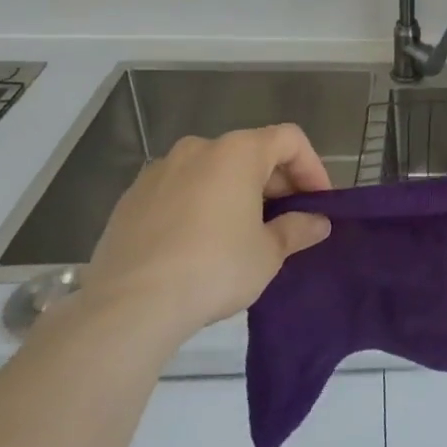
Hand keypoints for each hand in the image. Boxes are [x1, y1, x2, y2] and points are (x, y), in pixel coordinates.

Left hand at [77, 125, 332, 347]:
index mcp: (238, 152)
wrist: (128, 307)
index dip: (312, 167)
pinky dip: (198, 206)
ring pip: (212, 171)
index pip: (289, 139)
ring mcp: (159, 171)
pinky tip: (199, 244)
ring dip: (235, 193)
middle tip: (286, 221)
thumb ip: (296, 230)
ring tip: (242, 233)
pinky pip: (179, 191)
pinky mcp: (130, 199)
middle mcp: (198, 148)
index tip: (319, 202)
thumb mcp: (268, 253)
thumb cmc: (214, 268)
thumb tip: (317, 222)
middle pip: (250, 152)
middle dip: (274, 183)